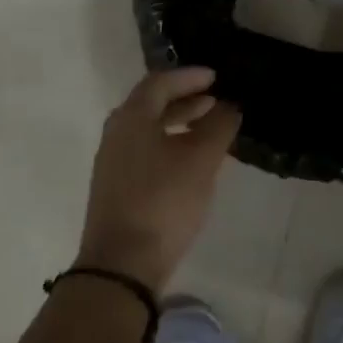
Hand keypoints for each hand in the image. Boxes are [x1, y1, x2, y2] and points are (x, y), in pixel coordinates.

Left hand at [75, 68, 241, 294]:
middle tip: (215, 100)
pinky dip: (169, 143)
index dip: (189, 76)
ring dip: (178, 122)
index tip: (216, 77)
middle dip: (185, 98)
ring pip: (148, 128)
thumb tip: (230, 106)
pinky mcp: (115, 187)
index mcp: (131, 117)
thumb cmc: (163, 202)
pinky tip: (190, 161)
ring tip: (209, 129)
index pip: (160, 82)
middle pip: (151, 103)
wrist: (121, 266)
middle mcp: (116, 132)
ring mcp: (112, 161)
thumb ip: (219, 126)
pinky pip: (145, 149)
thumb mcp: (201, 161)